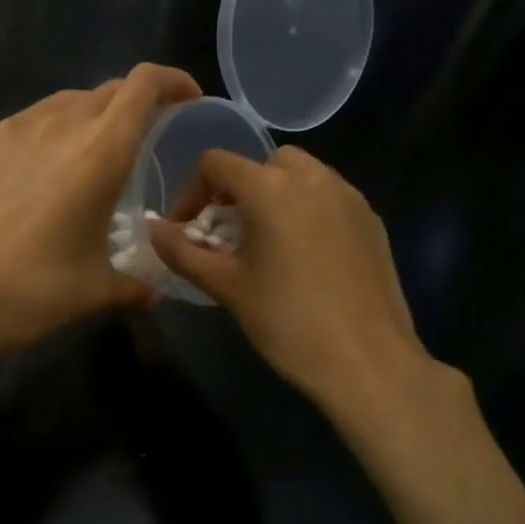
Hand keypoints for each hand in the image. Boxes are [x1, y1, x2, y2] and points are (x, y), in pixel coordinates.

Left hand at [0, 63, 200, 363]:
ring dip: (86, 119)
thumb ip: (134, 285)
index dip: (172, 82)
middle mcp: (55, 125)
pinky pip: (21, 127)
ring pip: (60, 105)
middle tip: (141, 140)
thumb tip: (153, 290)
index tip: (187, 100)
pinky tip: (31, 179)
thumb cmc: (28, 291)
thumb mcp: (93, 291)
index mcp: (98, 151)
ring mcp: (7, 131)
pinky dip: (41, 139)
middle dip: (133, 105)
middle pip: (105, 91)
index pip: (143, 85)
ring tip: (86, 158)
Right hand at [148, 146, 446, 414]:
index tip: (189, 230)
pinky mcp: (372, 220)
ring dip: (275, 196)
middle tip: (230, 234)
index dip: (193, 192)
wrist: (368, 361)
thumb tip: (152, 230)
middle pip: (262, 163)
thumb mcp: (226, 287)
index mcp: (271, 188)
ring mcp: (349, 197)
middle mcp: (313, 178)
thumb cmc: (287, 321)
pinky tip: (306, 257)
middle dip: (239, 190)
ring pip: (301, 176)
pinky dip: (308, 210)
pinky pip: (330, 197)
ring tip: (267, 244)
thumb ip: (183, 252)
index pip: (217, 163)